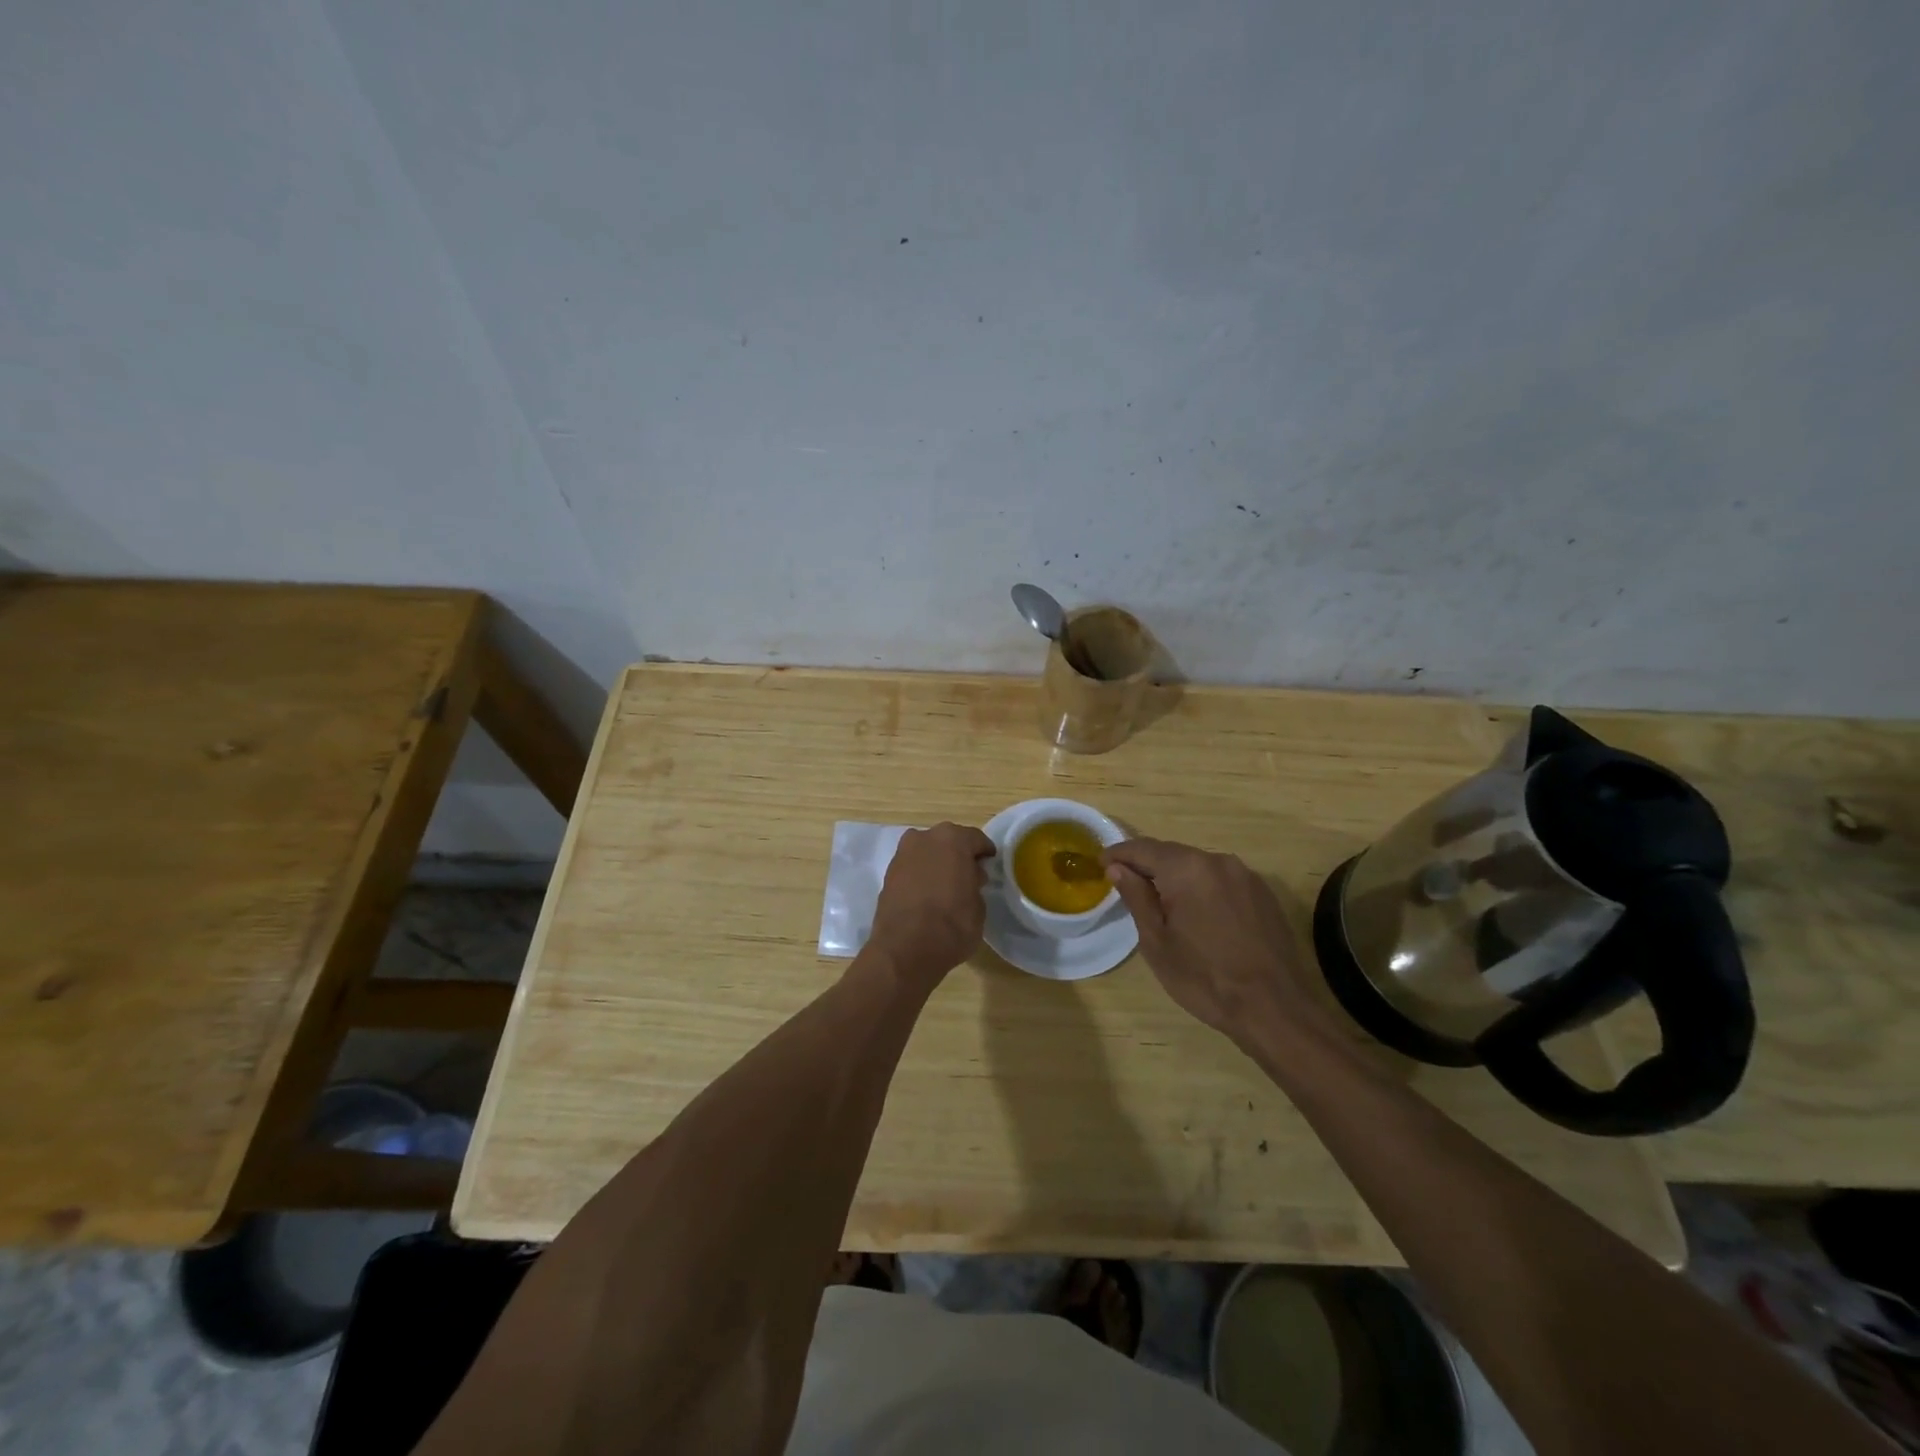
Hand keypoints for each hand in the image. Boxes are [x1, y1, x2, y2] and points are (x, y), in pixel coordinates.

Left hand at [867, 822, 995, 985]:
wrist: (905, 949)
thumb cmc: (952, 924)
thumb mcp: (979, 906)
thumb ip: (974, 883)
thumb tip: (969, 878)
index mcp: (952, 839)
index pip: (975, 839)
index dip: (984, 852)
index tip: (990, 864)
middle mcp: (924, 838)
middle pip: (947, 841)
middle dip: (958, 855)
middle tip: (969, 875)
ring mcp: (902, 855)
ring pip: (927, 852)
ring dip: (937, 863)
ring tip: (946, 886)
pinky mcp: (887, 874)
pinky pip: (912, 868)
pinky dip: (921, 875)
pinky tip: (928, 894)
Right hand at [1104, 837, 1326, 1052]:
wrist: (1274, 1009)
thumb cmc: (1204, 977)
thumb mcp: (1156, 941)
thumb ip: (1136, 897)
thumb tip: (1117, 867)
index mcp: (1187, 868)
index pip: (1143, 848)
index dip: (1118, 854)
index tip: (1100, 863)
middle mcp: (1218, 861)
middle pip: (1172, 854)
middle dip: (1147, 865)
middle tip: (1126, 883)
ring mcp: (1246, 876)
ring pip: (1198, 867)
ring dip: (1176, 878)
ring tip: (1161, 902)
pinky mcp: (1264, 894)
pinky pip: (1221, 881)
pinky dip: (1202, 889)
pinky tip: (1198, 914)